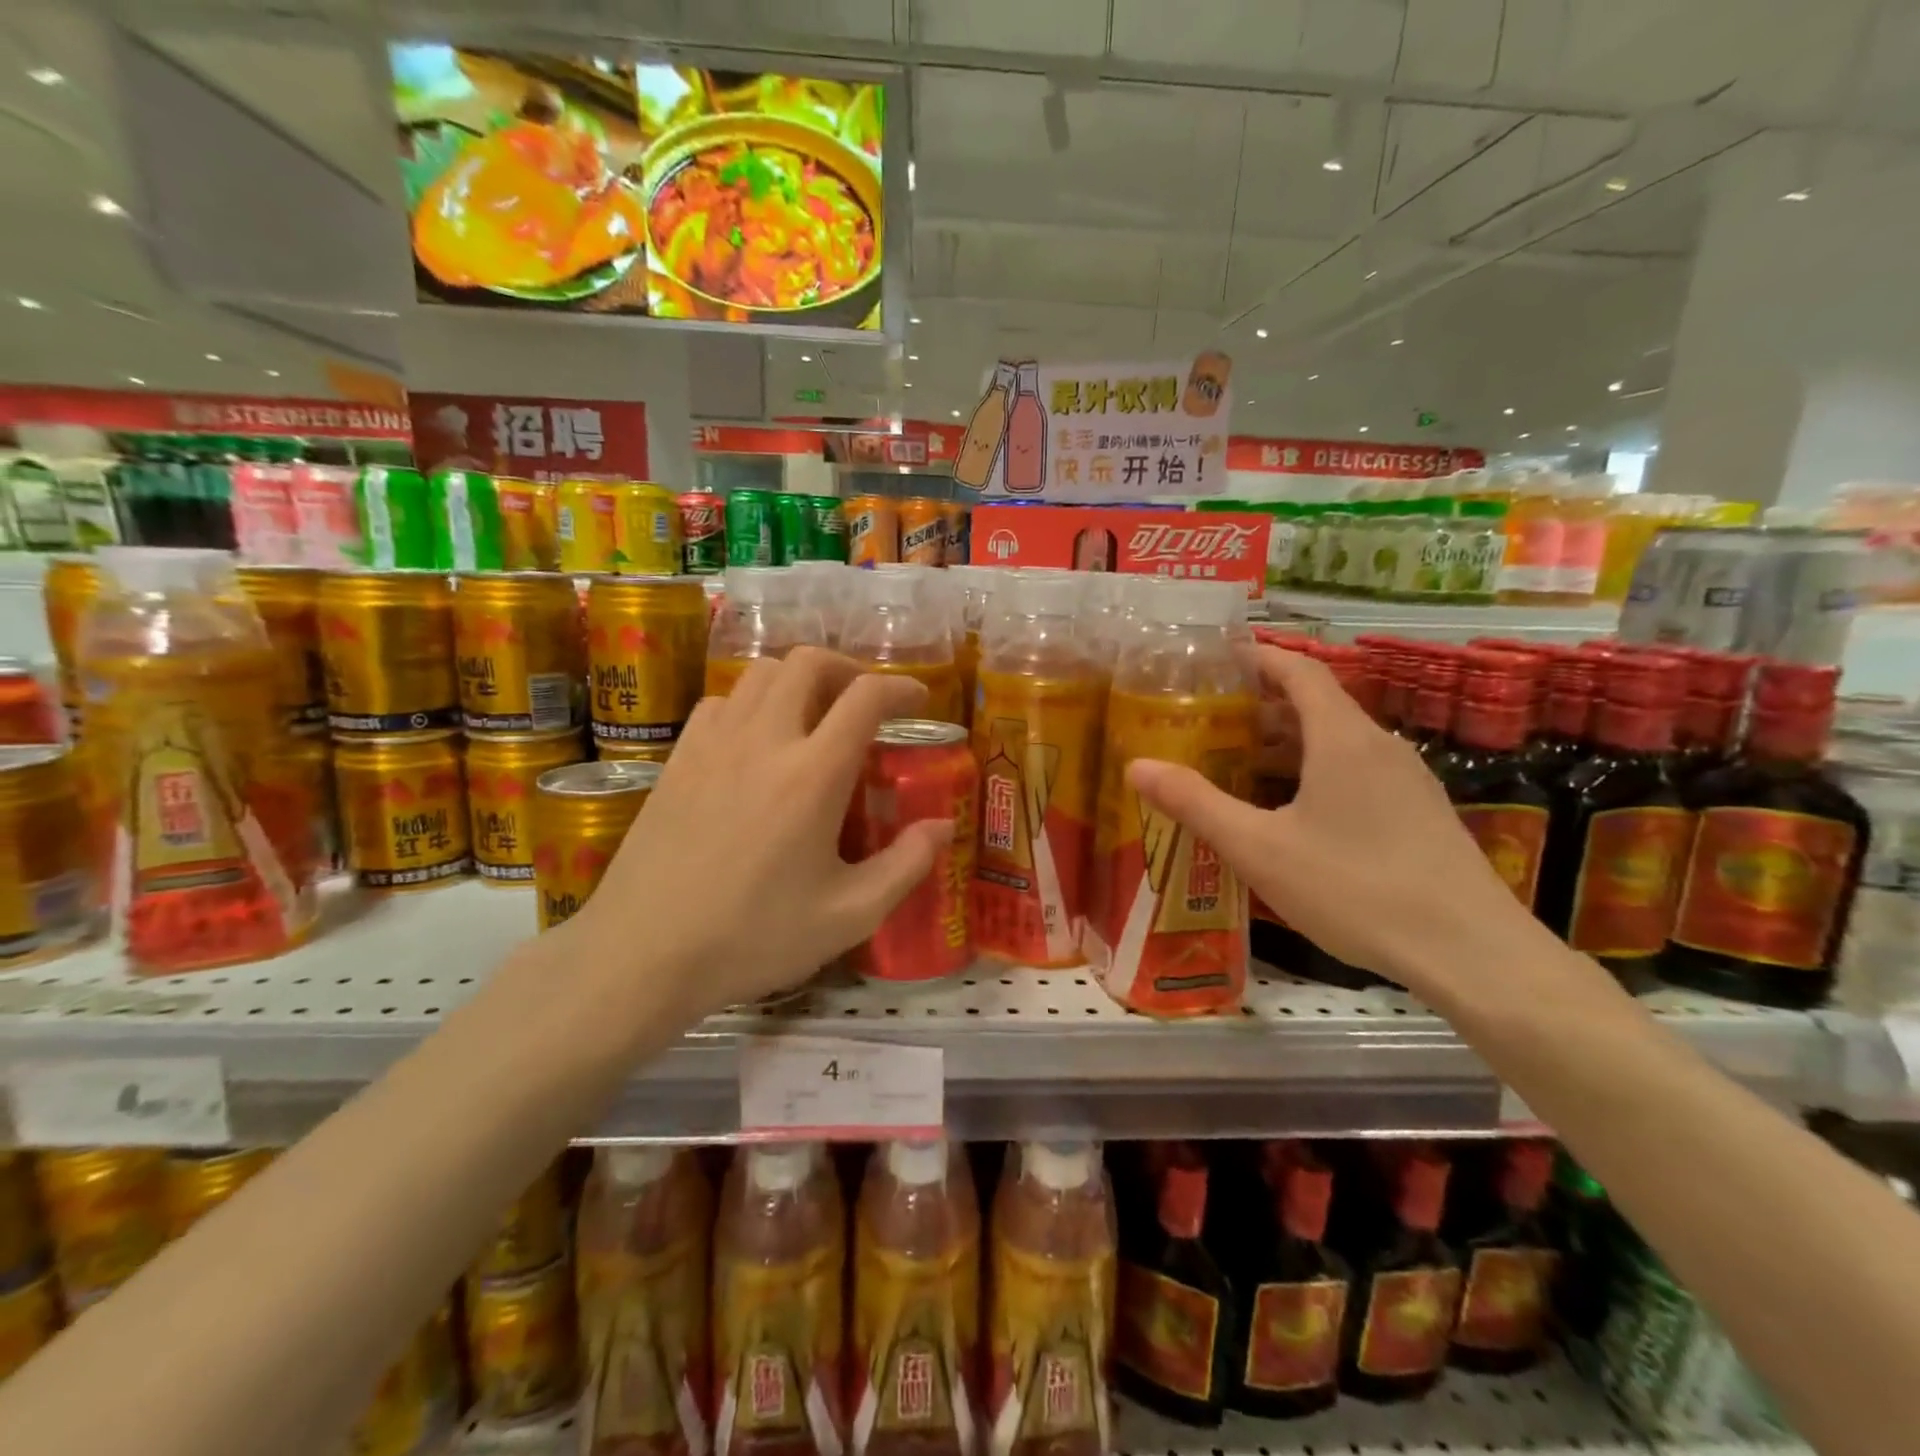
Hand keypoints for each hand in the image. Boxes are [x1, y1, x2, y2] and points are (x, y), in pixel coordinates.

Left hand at [565, 649, 954, 1023]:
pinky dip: (751, 703)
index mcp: (814, 774)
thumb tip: (943, 827)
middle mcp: (765, 740)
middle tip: (865, 701)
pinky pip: (720, 702)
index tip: (918, 700)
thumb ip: (906, 865)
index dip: (901, 687)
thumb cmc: (753, 937)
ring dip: (798, 680)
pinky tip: (756, 741)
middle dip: (847, 668)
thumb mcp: (848, 915)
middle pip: (808, 662)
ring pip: (760, 673)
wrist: (643, 953)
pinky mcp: (677, 758)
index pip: (865, 697)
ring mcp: (713, 743)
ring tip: (814, 715)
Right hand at [1127, 645, 1531, 997]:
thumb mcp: (1259, 848)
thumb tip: (1136, 766)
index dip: (1258, 657)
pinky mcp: (1420, 814)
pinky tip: (1291, 814)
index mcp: (1342, 738)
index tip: (1217, 659)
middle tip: (1210, 720)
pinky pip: (1357, 772)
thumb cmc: (1355, 888)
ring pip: (1337, 742)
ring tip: (1238, 765)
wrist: (1471, 953)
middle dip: (1261, 706)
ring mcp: (1407, 781)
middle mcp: (1379, 746)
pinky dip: (1315, 772)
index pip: (1299, 670)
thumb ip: (1196, 803)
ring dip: (1287, 743)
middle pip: (1316, 705)